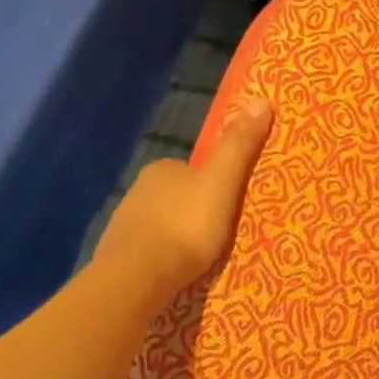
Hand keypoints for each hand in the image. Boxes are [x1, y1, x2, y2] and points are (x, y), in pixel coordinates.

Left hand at [93, 98, 274, 298]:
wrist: (136, 279)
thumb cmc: (185, 226)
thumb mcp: (222, 182)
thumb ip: (239, 146)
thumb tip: (262, 99)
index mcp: (163, 168)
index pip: (194, 170)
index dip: (214, 186)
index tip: (229, 206)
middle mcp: (138, 190)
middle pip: (177, 197)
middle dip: (195, 212)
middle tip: (219, 235)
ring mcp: (124, 223)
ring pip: (161, 224)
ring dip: (177, 236)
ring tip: (200, 258)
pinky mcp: (116, 255)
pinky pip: (147, 250)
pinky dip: (161, 257)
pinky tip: (173, 272)